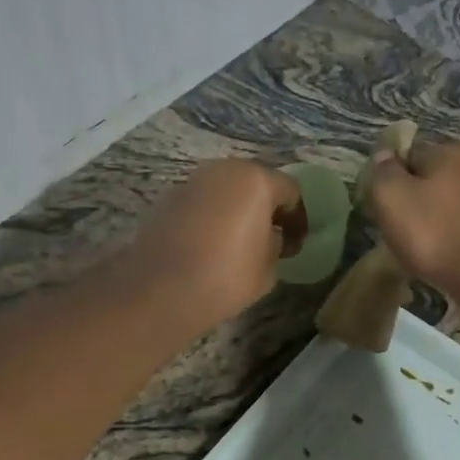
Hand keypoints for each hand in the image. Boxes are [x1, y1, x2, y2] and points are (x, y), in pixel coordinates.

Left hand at [125, 159, 302, 327]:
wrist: (161, 289)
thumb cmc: (227, 276)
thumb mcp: (268, 268)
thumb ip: (276, 245)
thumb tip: (270, 237)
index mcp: (256, 181)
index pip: (290, 192)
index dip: (298, 219)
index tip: (295, 245)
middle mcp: (224, 170)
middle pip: (255, 183)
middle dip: (266, 208)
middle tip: (271, 238)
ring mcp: (192, 181)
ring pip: (226, 190)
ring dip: (237, 210)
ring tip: (239, 242)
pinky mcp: (168, 198)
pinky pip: (202, 202)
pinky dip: (212, 216)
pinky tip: (210, 245)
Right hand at [366, 140, 459, 290]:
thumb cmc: (433, 232)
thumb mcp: (391, 197)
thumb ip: (383, 172)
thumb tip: (384, 156)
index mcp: (448, 152)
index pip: (408, 152)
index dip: (390, 175)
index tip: (380, 202)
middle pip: (431, 177)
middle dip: (413, 197)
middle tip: (395, 226)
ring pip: (448, 202)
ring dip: (432, 218)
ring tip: (417, 244)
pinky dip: (450, 236)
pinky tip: (441, 254)